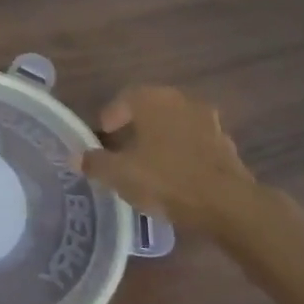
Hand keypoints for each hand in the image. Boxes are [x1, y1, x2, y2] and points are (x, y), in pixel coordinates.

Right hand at [80, 87, 263, 236]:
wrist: (228, 204)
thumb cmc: (166, 180)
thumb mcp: (120, 174)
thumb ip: (95, 163)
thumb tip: (76, 156)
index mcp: (152, 100)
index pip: (124, 99)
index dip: (110, 116)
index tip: (102, 134)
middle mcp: (180, 101)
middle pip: (151, 108)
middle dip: (136, 124)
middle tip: (123, 145)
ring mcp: (208, 121)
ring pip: (175, 124)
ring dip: (161, 138)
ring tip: (149, 161)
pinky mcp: (226, 145)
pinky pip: (195, 143)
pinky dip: (183, 152)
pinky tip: (176, 173)